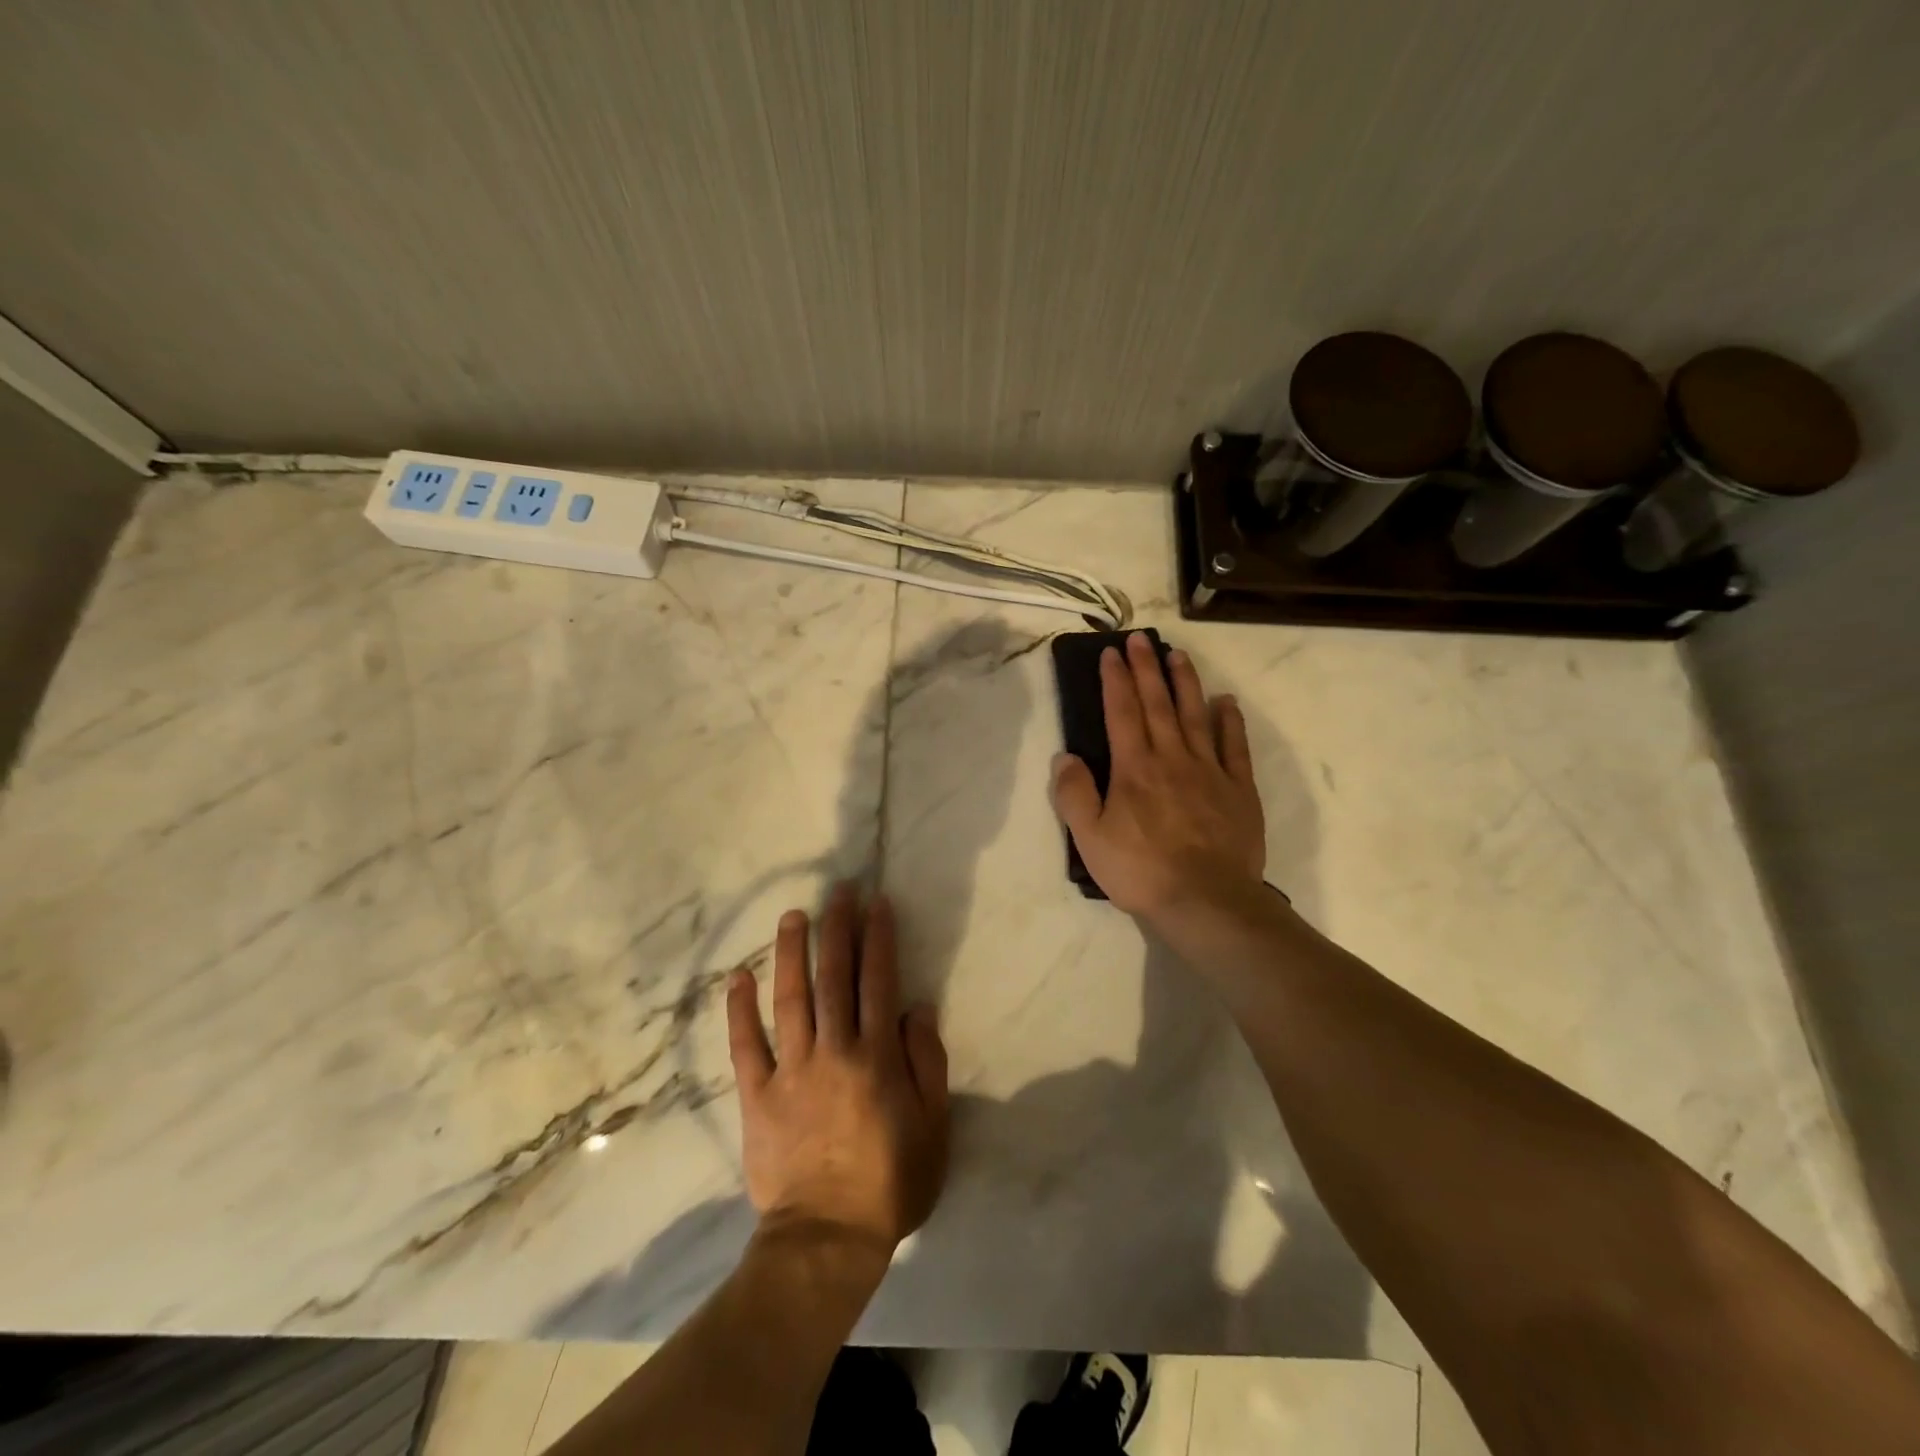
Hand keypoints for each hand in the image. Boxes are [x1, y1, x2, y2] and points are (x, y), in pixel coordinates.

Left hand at [727, 884, 949, 1259]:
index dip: (879, 938)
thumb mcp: (934, 1127)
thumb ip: (927, 1063)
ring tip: (792, 916)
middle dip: (838, 929)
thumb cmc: (890, 1182)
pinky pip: (746, 1045)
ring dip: (791, 953)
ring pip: (790, 998)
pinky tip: (739, 976)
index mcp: (876, 1055)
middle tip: (837, 891)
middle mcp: (833, 1050)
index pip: (878, 981)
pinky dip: (740, 1010)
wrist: (827, 1238)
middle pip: (835, 977)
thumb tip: (916, 1008)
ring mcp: (791, 1070)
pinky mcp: (757, 1095)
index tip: (877, 903)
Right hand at [1050, 632, 1266, 923]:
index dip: (1116, 680)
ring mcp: (1210, 771)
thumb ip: (1074, 795)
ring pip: (1195, 716)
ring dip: (1186, 683)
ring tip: (1178, 655)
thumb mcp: (1090, 839)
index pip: (1122, 712)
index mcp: (1134, 768)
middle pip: (1158, 704)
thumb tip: (1065, 756)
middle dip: (1147, 669)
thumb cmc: (1141, 871)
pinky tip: (1226, 703)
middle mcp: (1172, 758)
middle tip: (1142, 639)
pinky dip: (1229, 721)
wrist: (1206, 901)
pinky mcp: (1238, 790)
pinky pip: (1234, 747)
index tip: (1112, 652)